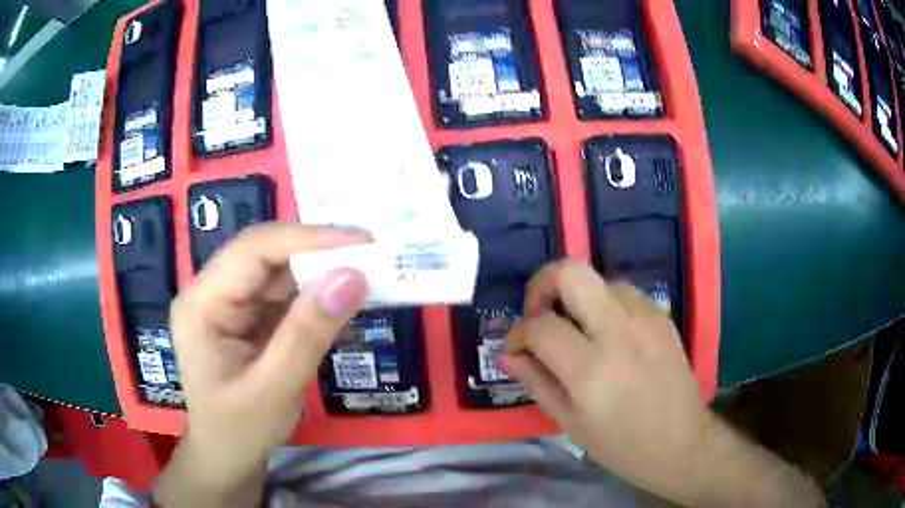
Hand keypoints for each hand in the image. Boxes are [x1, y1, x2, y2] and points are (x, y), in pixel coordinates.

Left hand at [155, 223, 368, 506]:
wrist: (227, 457)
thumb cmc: (239, 431)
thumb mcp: (273, 391)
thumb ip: (308, 334)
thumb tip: (352, 277)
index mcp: (201, 304)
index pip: (251, 251)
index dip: (305, 239)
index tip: (361, 241)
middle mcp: (212, 292)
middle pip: (265, 253)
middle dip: (317, 251)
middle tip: (372, 253)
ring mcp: (230, 302)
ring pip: (278, 269)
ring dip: (321, 270)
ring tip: (366, 270)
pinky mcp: (248, 315)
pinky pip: (285, 292)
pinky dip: (316, 292)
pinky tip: (342, 295)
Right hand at [501, 260, 707, 502]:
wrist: (682, 443)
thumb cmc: (621, 446)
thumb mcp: (570, 422)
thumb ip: (536, 381)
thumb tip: (508, 354)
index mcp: (590, 371)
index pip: (540, 326)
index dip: (518, 333)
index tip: (517, 347)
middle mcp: (620, 333)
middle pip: (571, 272)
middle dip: (543, 284)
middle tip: (540, 314)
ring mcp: (647, 319)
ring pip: (598, 279)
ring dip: (577, 297)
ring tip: (577, 330)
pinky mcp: (663, 316)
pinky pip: (624, 293)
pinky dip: (604, 305)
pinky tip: (607, 334)